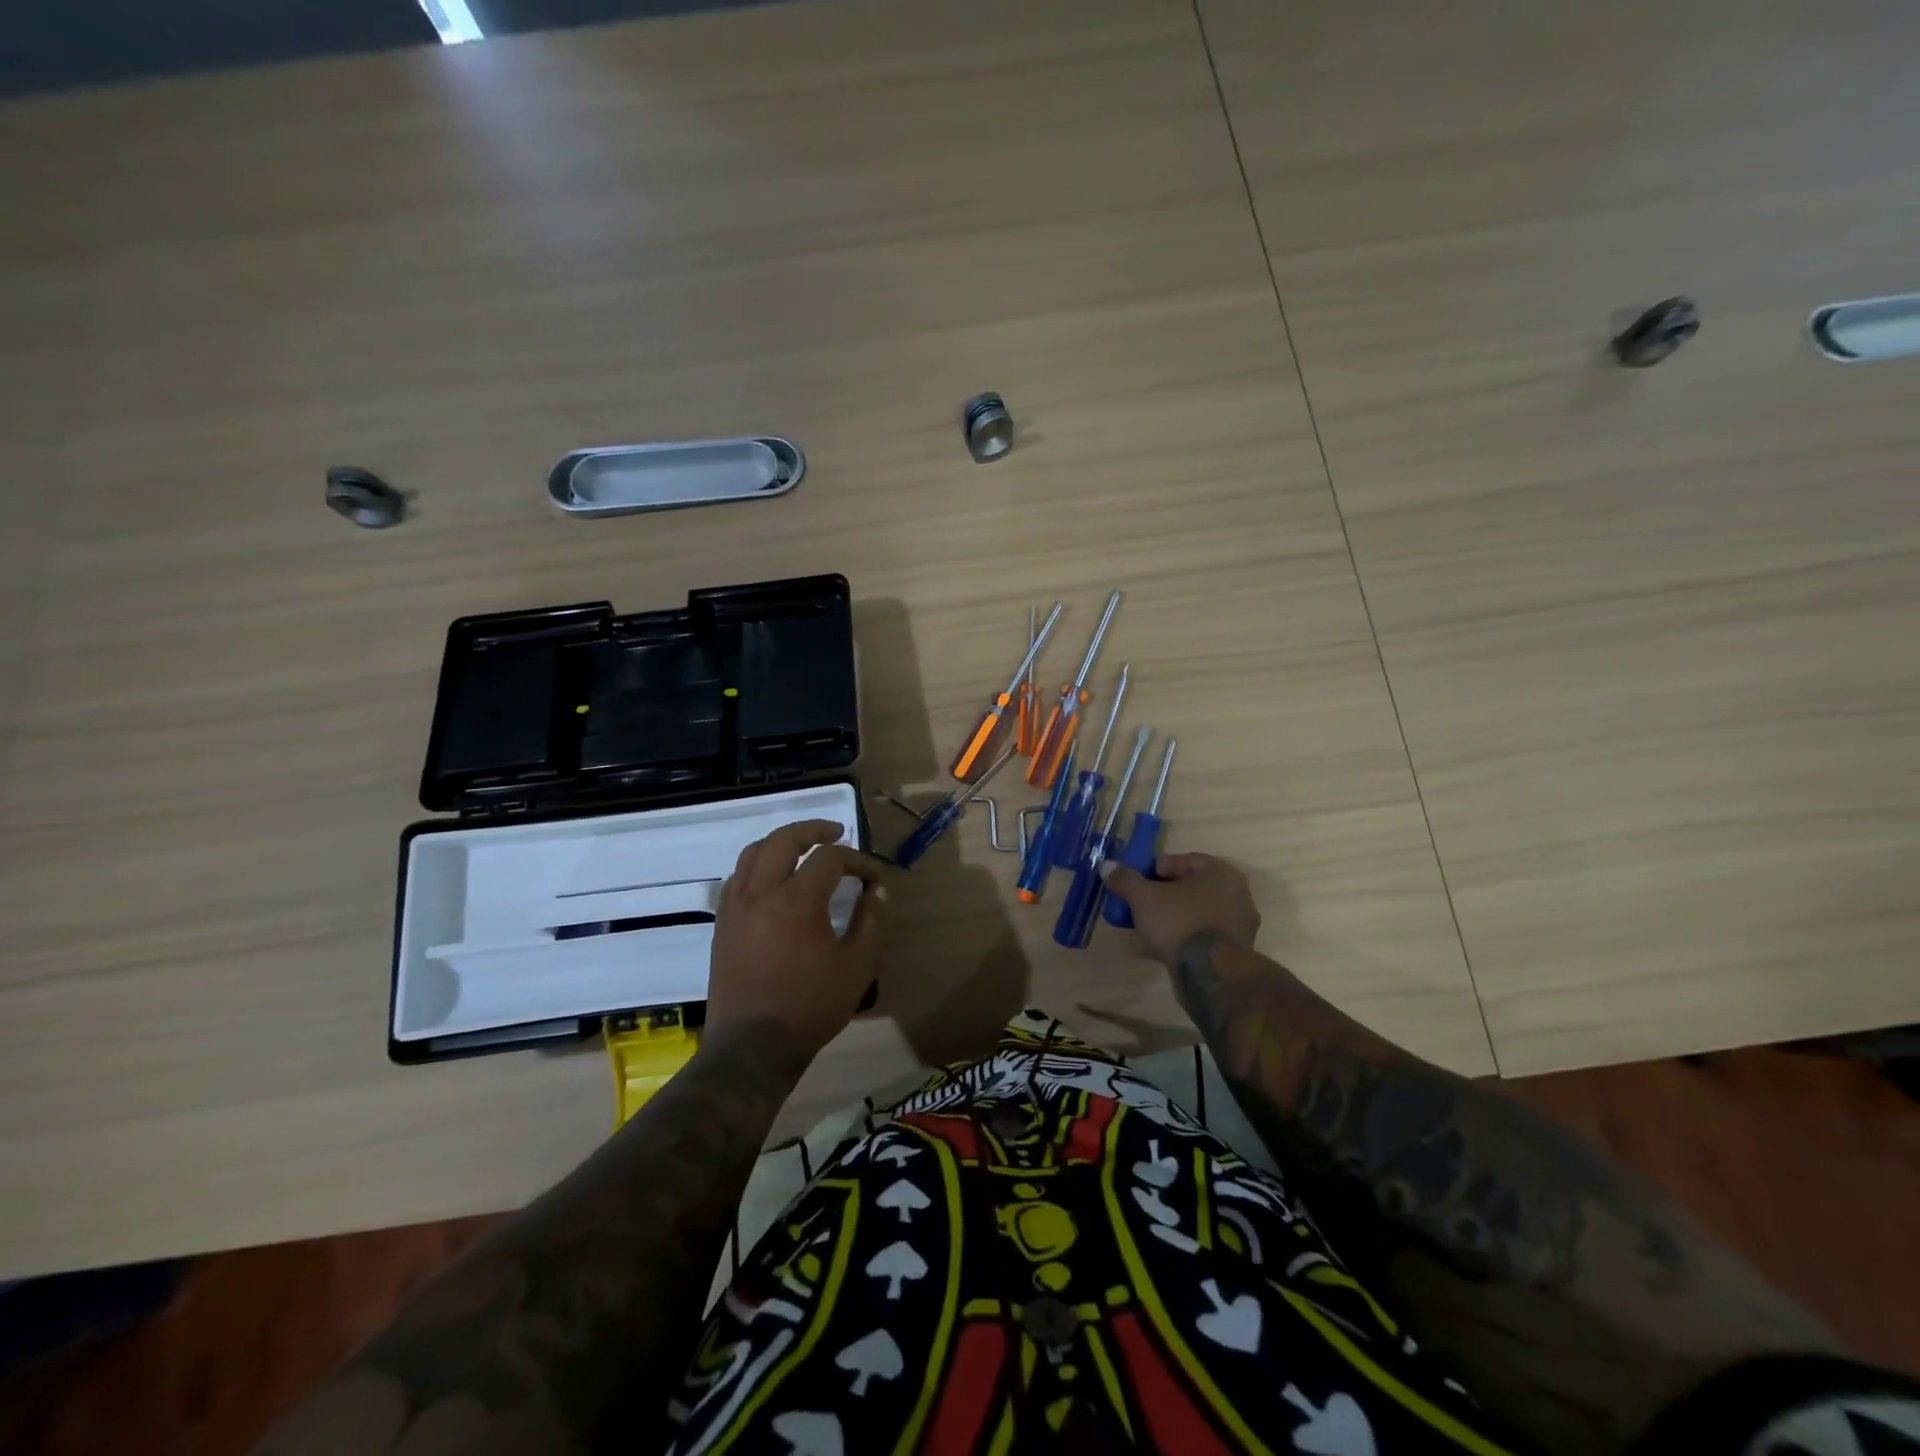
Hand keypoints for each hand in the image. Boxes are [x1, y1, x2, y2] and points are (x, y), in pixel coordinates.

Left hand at [705, 819, 887, 1058]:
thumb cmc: (810, 1007)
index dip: (857, 860)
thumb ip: (870, 921)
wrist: (752, 1047)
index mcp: (796, 901)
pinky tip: (773, 879)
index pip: (829, 858)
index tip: (873, 877)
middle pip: (784, 840)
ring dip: (782, 842)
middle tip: (835, 832)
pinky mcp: (722, 923)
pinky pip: (737, 877)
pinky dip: (759, 865)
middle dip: (813, 829)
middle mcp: (761, 893)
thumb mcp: (856, 966)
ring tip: (803, 848)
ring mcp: (736, 906)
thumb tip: (877, 890)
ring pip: (754, 852)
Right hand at [1099, 852, 1259, 966]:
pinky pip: (1202, 935)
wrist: (1209, 974)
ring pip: (1196, 913)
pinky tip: (1159, 947)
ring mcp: (1239, 925)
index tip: (1137, 883)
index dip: (1155, 869)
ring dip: (1172, 917)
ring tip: (1146, 927)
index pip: (1184, 860)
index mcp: (1221, 873)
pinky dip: (1182, 937)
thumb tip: (1107, 866)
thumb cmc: (1179, 922)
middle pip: (1190, 888)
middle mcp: (1237, 895)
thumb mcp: (1144, 897)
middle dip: (1163, 895)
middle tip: (1140, 904)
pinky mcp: (1234, 951)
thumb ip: (1126, 879)